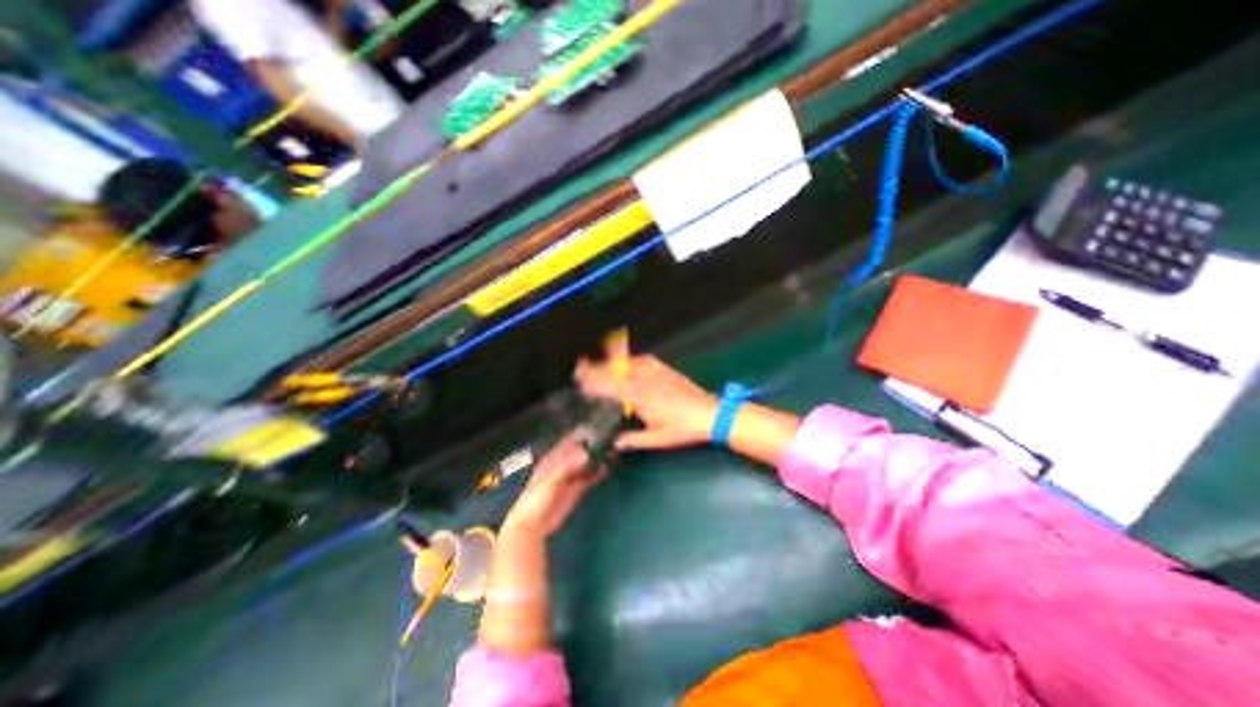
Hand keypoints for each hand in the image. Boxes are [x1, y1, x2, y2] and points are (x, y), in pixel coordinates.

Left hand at [504, 434, 605, 537]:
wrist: (533, 526)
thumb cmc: (536, 500)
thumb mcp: (551, 481)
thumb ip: (567, 467)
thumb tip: (585, 453)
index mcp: (552, 459)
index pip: (568, 441)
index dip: (580, 434)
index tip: (596, 427)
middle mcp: (562, 465)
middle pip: (579, 451)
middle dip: (592, 445)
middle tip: (609, 438)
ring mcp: (570, 477)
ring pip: (585, 463)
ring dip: (596, 458)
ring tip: (611, 450)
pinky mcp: (575, 489)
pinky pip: (588, 478)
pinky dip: (597, 473)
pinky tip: (606, 468)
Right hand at [576, 341, 712, 448]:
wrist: (708, 413)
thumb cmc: (681, 428)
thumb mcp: (656, 439)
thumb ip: (633, 440)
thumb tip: (616, 442)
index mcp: (638, 397)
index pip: (609, 386)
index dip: (593, 382)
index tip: (580, 379)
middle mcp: (644, 380)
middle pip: (615, 370)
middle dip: (596, 367)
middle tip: (581, 366)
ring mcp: (655, 372)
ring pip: (628, 362)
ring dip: (611, 360)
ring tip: (600, 359)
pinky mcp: (665, 369)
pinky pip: (645, 360)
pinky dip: (632, 359)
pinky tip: (629, 360)